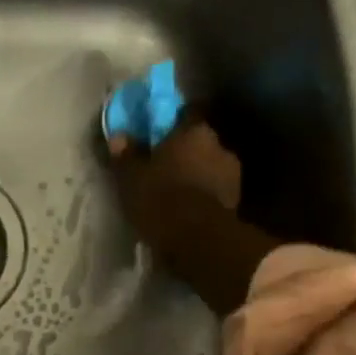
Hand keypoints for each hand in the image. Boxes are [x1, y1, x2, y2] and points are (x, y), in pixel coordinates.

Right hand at [106, 122, 274, 316]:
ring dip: (195, 177)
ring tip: (176, 195)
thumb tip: (119, 137)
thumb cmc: (161, 200)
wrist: (198, 241)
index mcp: (195, 130)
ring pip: (208, 168)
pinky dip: (203, 198)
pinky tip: (188, 211)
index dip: (170, 123)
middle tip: (163, 169)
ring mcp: (233, 174)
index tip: (157, 135)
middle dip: (183, 153)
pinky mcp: (237, 202)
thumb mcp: (131, 179)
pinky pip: (214, 192)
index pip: (185, 113)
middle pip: (199, 143)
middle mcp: (219, 145)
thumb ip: (126, 156)